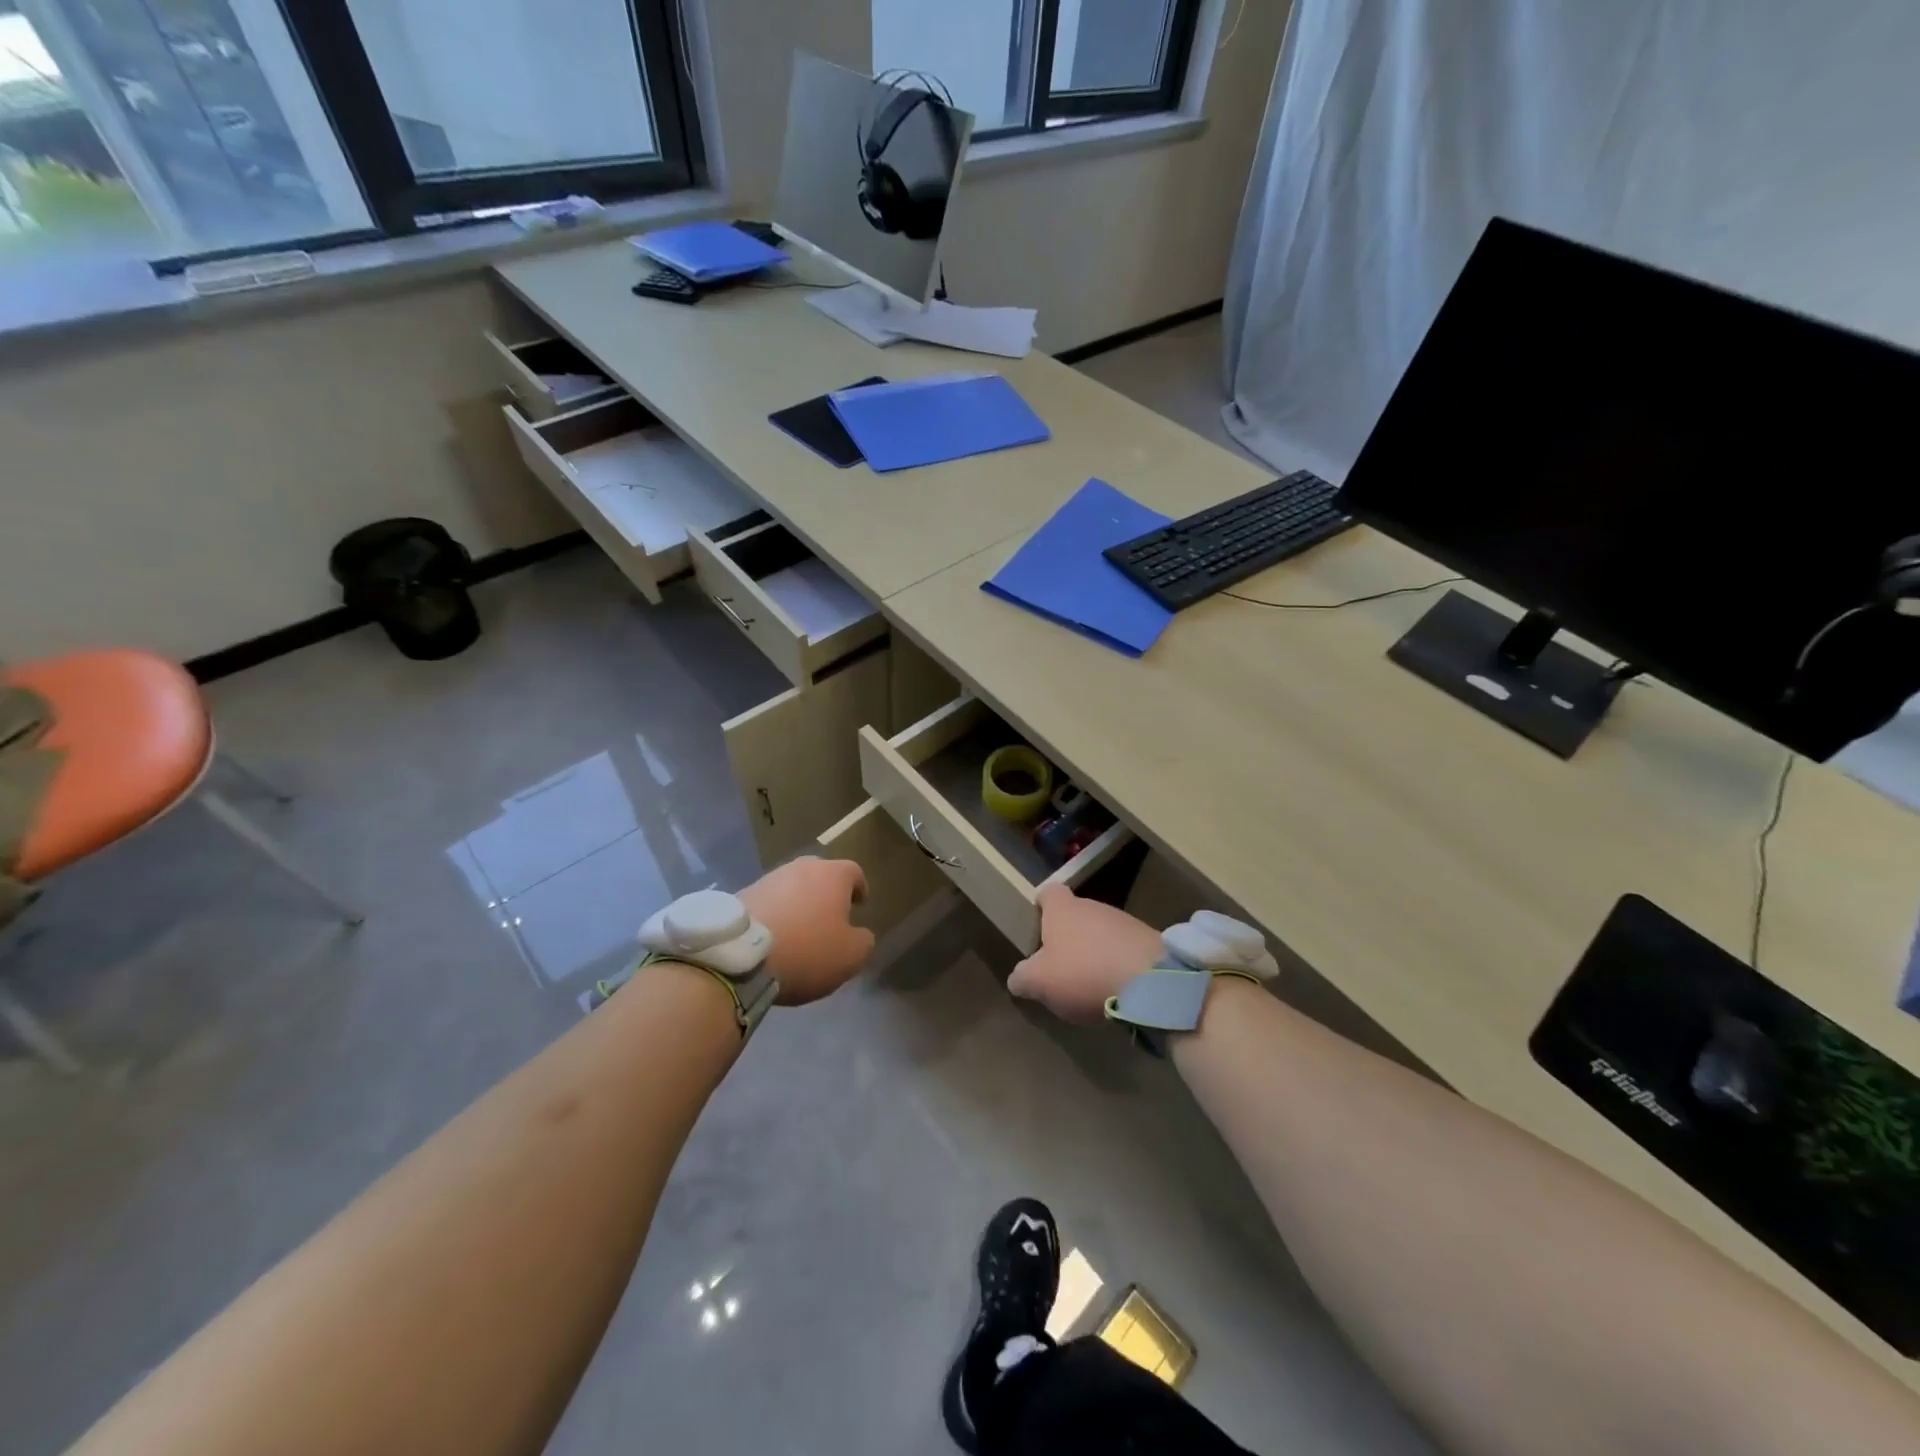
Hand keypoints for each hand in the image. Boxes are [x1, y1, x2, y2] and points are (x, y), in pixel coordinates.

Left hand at [738, 857, 874, 1004]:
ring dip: (798, 902)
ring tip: (798, 929)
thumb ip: (863, 941)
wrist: (740, 956)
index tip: (859, 904)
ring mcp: (769, 878)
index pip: (854, 872)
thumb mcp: (850, 956)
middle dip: (827, 892)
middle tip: (829, 915)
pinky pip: (769, 901)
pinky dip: (776, 913)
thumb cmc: (806, 950)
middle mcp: (801, 868)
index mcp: (832, 875)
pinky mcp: (743, 894)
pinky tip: (774, 936)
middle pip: (821, 874)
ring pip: (792, 886)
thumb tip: (860, 934)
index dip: (859, 888)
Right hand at [1007, 884, 1162, 1024]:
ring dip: (1095, 951)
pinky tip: (1116, 988)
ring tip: (1090, 983)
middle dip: (1068, 936)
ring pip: (1101, 931)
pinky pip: (1124, 948)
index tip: (1038, 925)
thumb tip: (1018, 978)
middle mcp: (1092, 905)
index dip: (1041, 906)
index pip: (1048, 892)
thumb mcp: (1039, 982)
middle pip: (1075, 913)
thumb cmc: (1083, 973)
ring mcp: (1123, 920)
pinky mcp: (1147, 940)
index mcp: (1062, 909)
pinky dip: (1117, 963)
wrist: (1149, 981)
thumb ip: (1022, 978)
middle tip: (1061, 966)